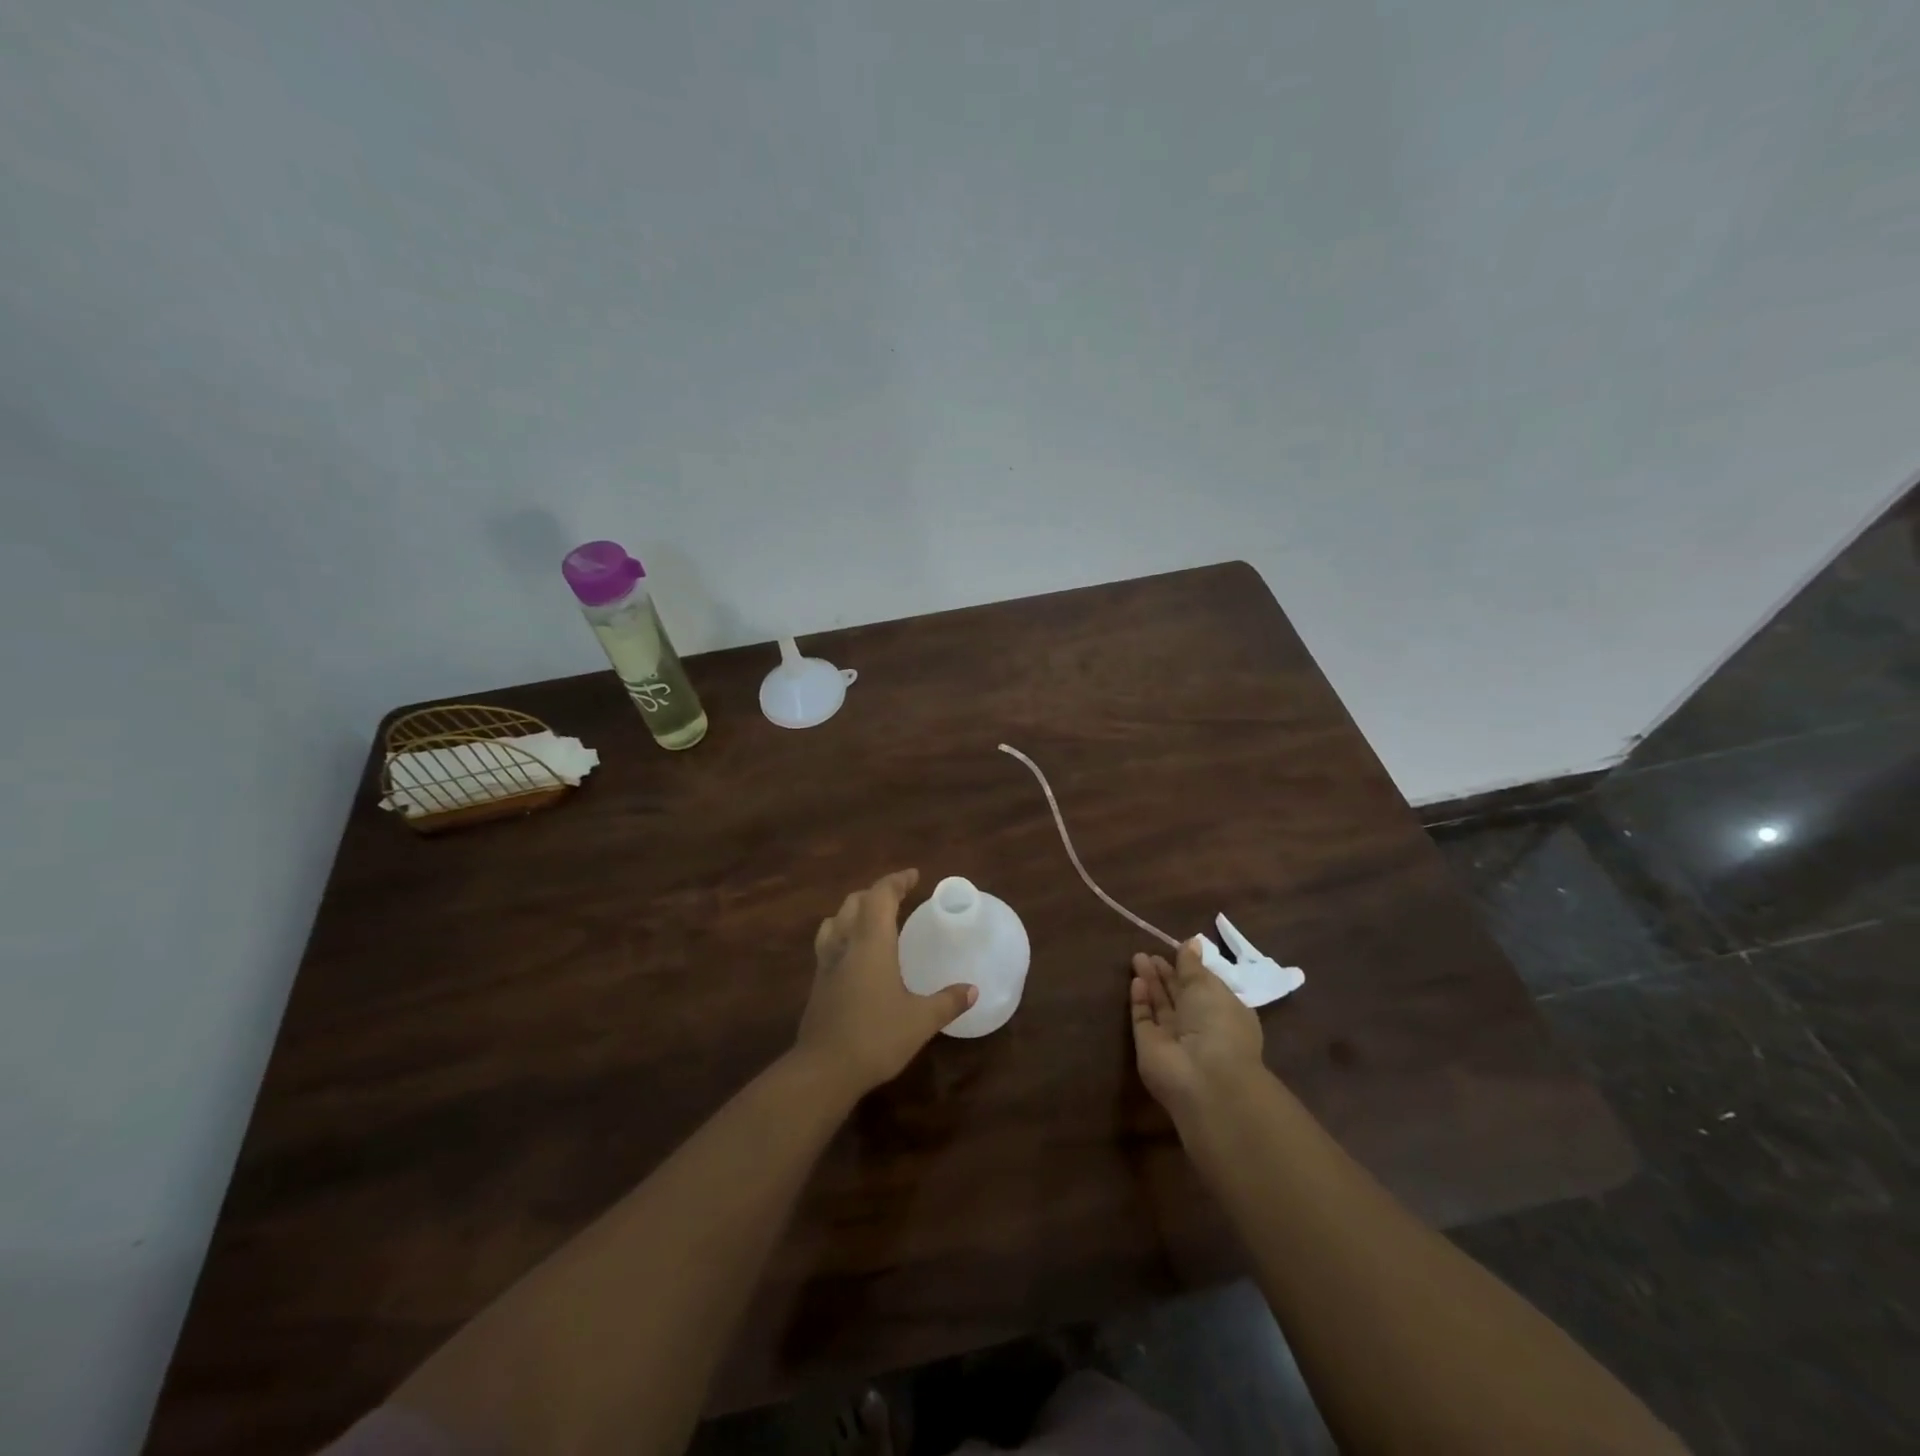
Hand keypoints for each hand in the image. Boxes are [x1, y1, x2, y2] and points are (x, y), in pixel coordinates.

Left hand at [795, 869, 976, 1098]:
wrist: (823, 1070)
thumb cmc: (876, 1037)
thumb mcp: (921, 1021)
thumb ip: (947, 1001)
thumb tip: (972, 990)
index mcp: (871, 942)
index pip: (880, 896)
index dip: (896, 881)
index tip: (914, 876)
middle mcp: (845, 944)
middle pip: (854, 902)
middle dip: (876, 893)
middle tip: (898, 897)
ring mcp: (826, 963)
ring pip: (836, 920)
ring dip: (854, 911)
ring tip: (873, 920)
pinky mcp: (817, 983)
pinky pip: (829, 943)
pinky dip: (843, 934)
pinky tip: (855, 956)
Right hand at [1130, 940, 1265, 1117]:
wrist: (1204, 1077)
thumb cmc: (1218, 1024)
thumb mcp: (1208, 986)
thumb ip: (1193, 965)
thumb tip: (1191, 942)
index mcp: (1224, 1013)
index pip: (1204, 987)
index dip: (1190, 969)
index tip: (1176, 949)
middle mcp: (1199, 1027)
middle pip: (1179, 995)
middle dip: (1165, 973)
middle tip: (1150, 952)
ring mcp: (1173, 1038)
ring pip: (1160, 1005)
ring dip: (1150, 982)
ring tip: (1138, 958)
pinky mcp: (1150, 1046)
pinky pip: (1144, 1019)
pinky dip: (1140, 1000)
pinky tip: (1136, 981)